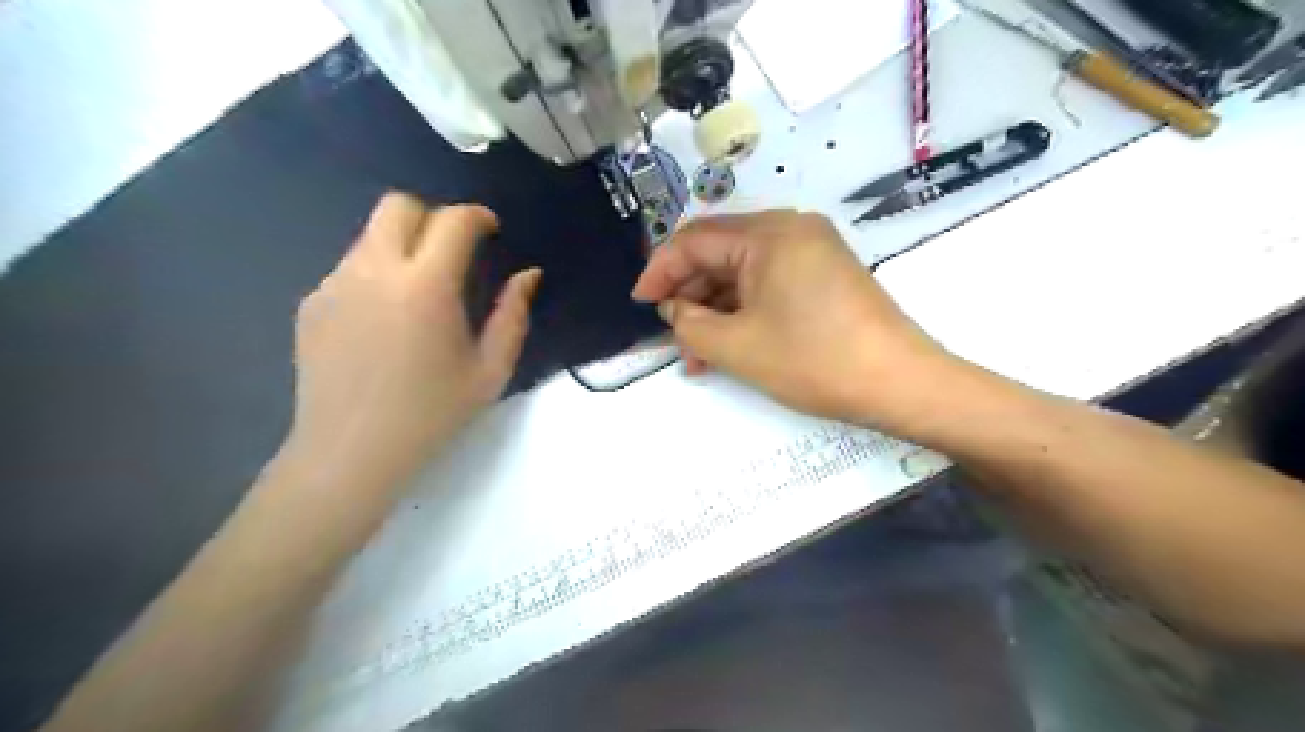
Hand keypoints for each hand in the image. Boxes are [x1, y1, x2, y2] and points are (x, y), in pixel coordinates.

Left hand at [288, 191, 540, 483]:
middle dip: (432, 216)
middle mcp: (374, 271)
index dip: (477, 216)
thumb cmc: (432, 414)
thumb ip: (512, 315)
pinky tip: (385, 320)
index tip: (490, 230)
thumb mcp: (490, 371)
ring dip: (403, 245)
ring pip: (370, 235)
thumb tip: (527, 274)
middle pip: (398, 206)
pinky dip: (376, 274)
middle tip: (453, 251)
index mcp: (426, 287)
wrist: (351, 451)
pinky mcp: (311, 303)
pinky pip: (350, 267)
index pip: (452, 221)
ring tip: (419, 291)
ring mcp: (334, 284)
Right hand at [633, 210, 954, 432]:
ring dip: (715, 312)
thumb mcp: (736, 345)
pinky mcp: (823, 276)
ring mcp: (811, 252)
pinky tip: (728, 347)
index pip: (695, 240)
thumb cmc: (814, 359)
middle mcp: (791, 229)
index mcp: (769, 232)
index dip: (660, 271)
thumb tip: (674, 309)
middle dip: (689, 298)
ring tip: (698, 357)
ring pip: (742, 275)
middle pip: (719, 254)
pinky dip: (743, 313)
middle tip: (672, 338)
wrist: (900, 384)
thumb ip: (689, 323)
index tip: (640, 305)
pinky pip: (768, 285)